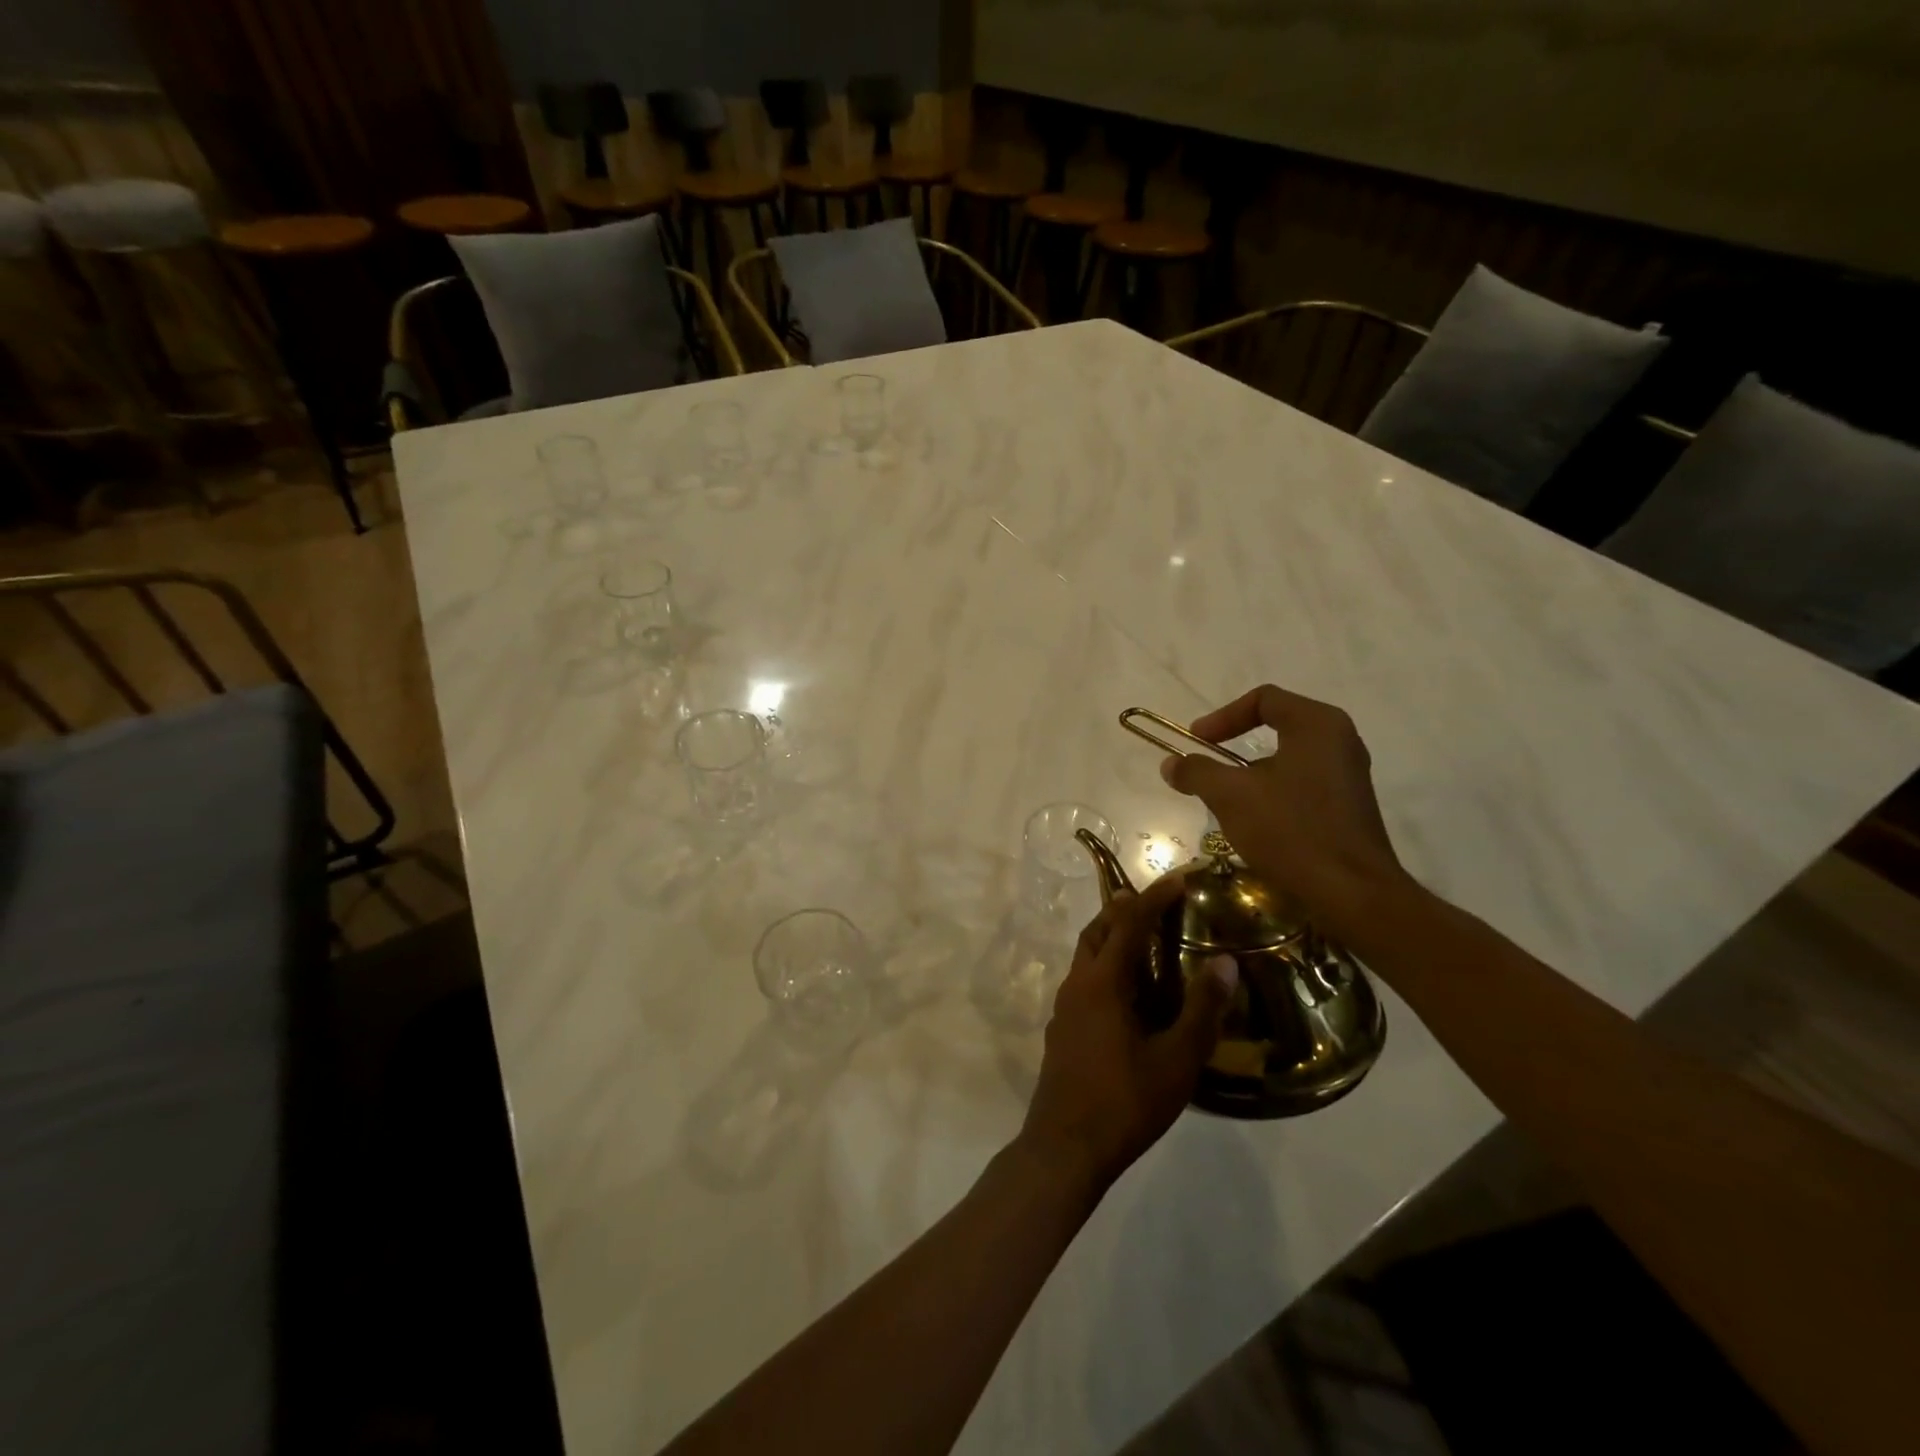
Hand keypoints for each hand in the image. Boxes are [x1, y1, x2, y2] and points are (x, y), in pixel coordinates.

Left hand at [1019, 874, 1236, 1193]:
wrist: (1064, 1147)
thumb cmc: (1125, 1102)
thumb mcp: (1176, 1060)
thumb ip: (1201, 1010)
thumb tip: (1224, 963)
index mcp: (1103, 982)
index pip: (1128, 923)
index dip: (1154, 897)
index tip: (1179, 879)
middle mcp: (1077, 983)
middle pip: (1098, 930)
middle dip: (1125, 908)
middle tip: (1158, 902)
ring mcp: (1064, 1006)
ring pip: (1086, 954)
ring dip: (1112, 935)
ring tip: (1144, 937)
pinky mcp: (1061, 1027)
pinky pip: (1083, 978)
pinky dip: (1105, 964)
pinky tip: (1127, 990)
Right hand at [1159, 683, 1411, 940]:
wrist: (1352, 892)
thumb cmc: (1291, 831)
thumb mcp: (1230, 796)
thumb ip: (1196, 772)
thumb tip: (1171, 764)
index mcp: (1316, 724)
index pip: (1263, 699)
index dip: (1222, 717)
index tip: (1195, 742)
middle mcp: (1339, 740)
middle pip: (1276, 726)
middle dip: (1234, 745)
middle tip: (1207, 766)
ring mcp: (1349, 773)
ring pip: (1288, 757)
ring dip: (1251, 773)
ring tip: (1225, 798)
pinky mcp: (1349, 804)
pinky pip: (1303, 783)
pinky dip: (1273, 792)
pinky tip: (1256, 822)